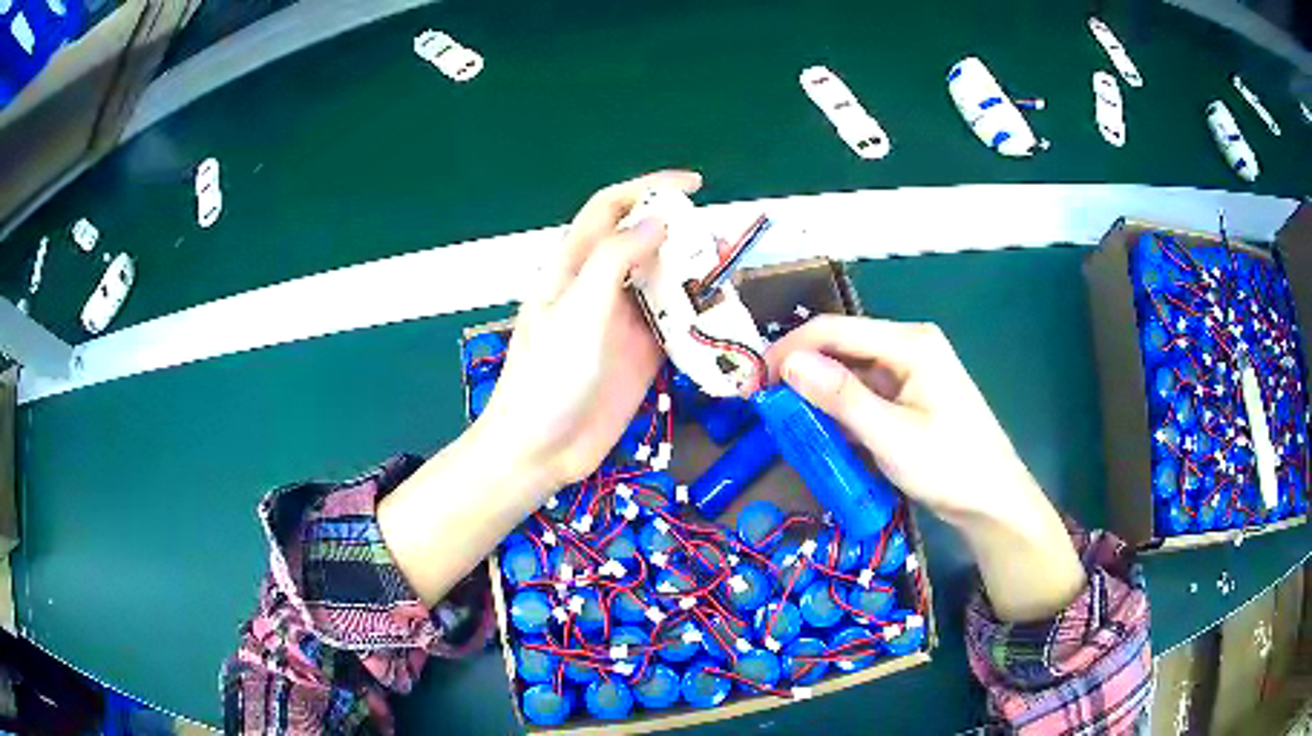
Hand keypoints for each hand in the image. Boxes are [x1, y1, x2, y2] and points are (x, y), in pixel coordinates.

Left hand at [478, 170, 702, 492]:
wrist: (541, 450)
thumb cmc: (548, 378)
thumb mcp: (578, 312)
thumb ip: (615, 261)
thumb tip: (657, 222)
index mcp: (574, 266)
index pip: (610, 208)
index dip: (648, 187)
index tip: (694, 185)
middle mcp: (601, 285)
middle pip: (644, 241)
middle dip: (681, 231)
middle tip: (720, 241)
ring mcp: (623, 319)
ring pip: (665, 281)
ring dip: (696, 272)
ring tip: (730, 273)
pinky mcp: (642, 353)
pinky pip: (676, 322)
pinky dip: (699, 313)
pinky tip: (723, 314)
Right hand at [764, 316, 1035, 524]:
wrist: (993, 502)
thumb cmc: (950, 466)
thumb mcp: (891, 435)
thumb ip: (841, 397)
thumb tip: (789, 364)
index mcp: (910, 343)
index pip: (835, 330)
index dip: (789, 350)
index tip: (753, 382)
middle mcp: (908, 348)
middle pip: (841, 348)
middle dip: (801, 373)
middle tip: (763, 405)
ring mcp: (909, 375)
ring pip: (849, 374)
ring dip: (818, 396)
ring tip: (785, 422)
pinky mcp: (908, 400)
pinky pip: (864, 396)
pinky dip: (839, 413)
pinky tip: (820, 433)